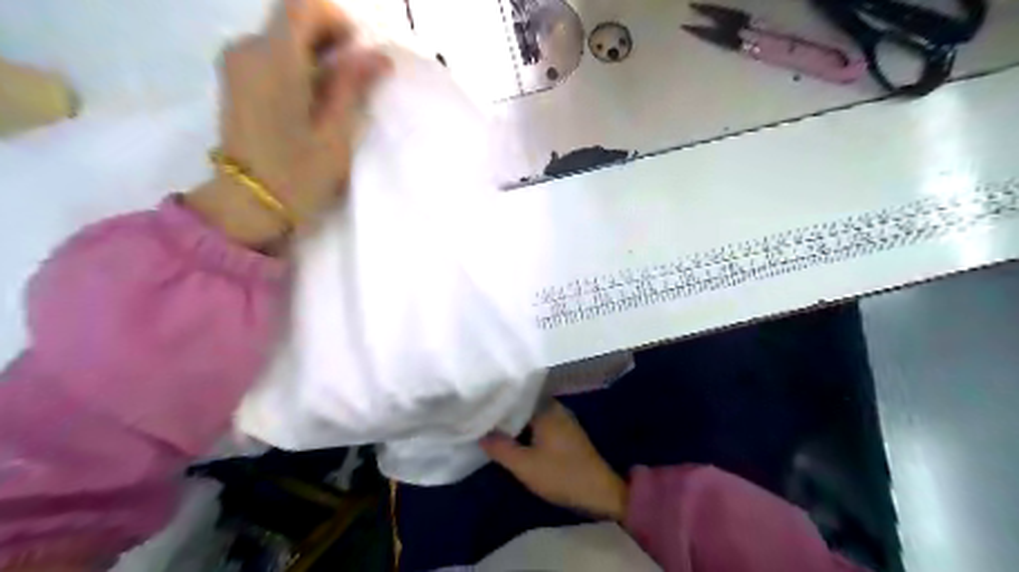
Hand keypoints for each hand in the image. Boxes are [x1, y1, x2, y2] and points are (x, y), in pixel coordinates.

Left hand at [184, 0, 390, 249]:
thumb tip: (378, 55)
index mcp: (274, 60)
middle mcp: (247, 48)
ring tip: (336, 91)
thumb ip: (352, 87)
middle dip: (328, 37)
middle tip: (355, 75)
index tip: (358, 50)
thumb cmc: (297, 174)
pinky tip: (311, 97)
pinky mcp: (233, 78)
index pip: (302, 6)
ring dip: (313, 51)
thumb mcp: (335, 134)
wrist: (246, 204)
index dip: (335, 19)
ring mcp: (235, 62)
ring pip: (280, 35)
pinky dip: (295, 62)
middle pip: (290, 18)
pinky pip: (268, 52)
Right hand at [480, 399, 629, 519]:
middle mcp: (555, 407)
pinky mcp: (567, 433)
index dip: (496, 400)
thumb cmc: (561, 475)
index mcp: (546, 408)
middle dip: (504, 412)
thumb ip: (500, 448)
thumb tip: (481, 433)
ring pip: (532, 415)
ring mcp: (563, 419)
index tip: (478, 404)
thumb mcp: (524, 465)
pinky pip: (540, 424)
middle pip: (523, 404)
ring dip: (515, 422)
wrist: (600, 493)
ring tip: (492, 427)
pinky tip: (514, 438)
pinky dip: (526, 429)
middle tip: (481, 416)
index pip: (515, 395)